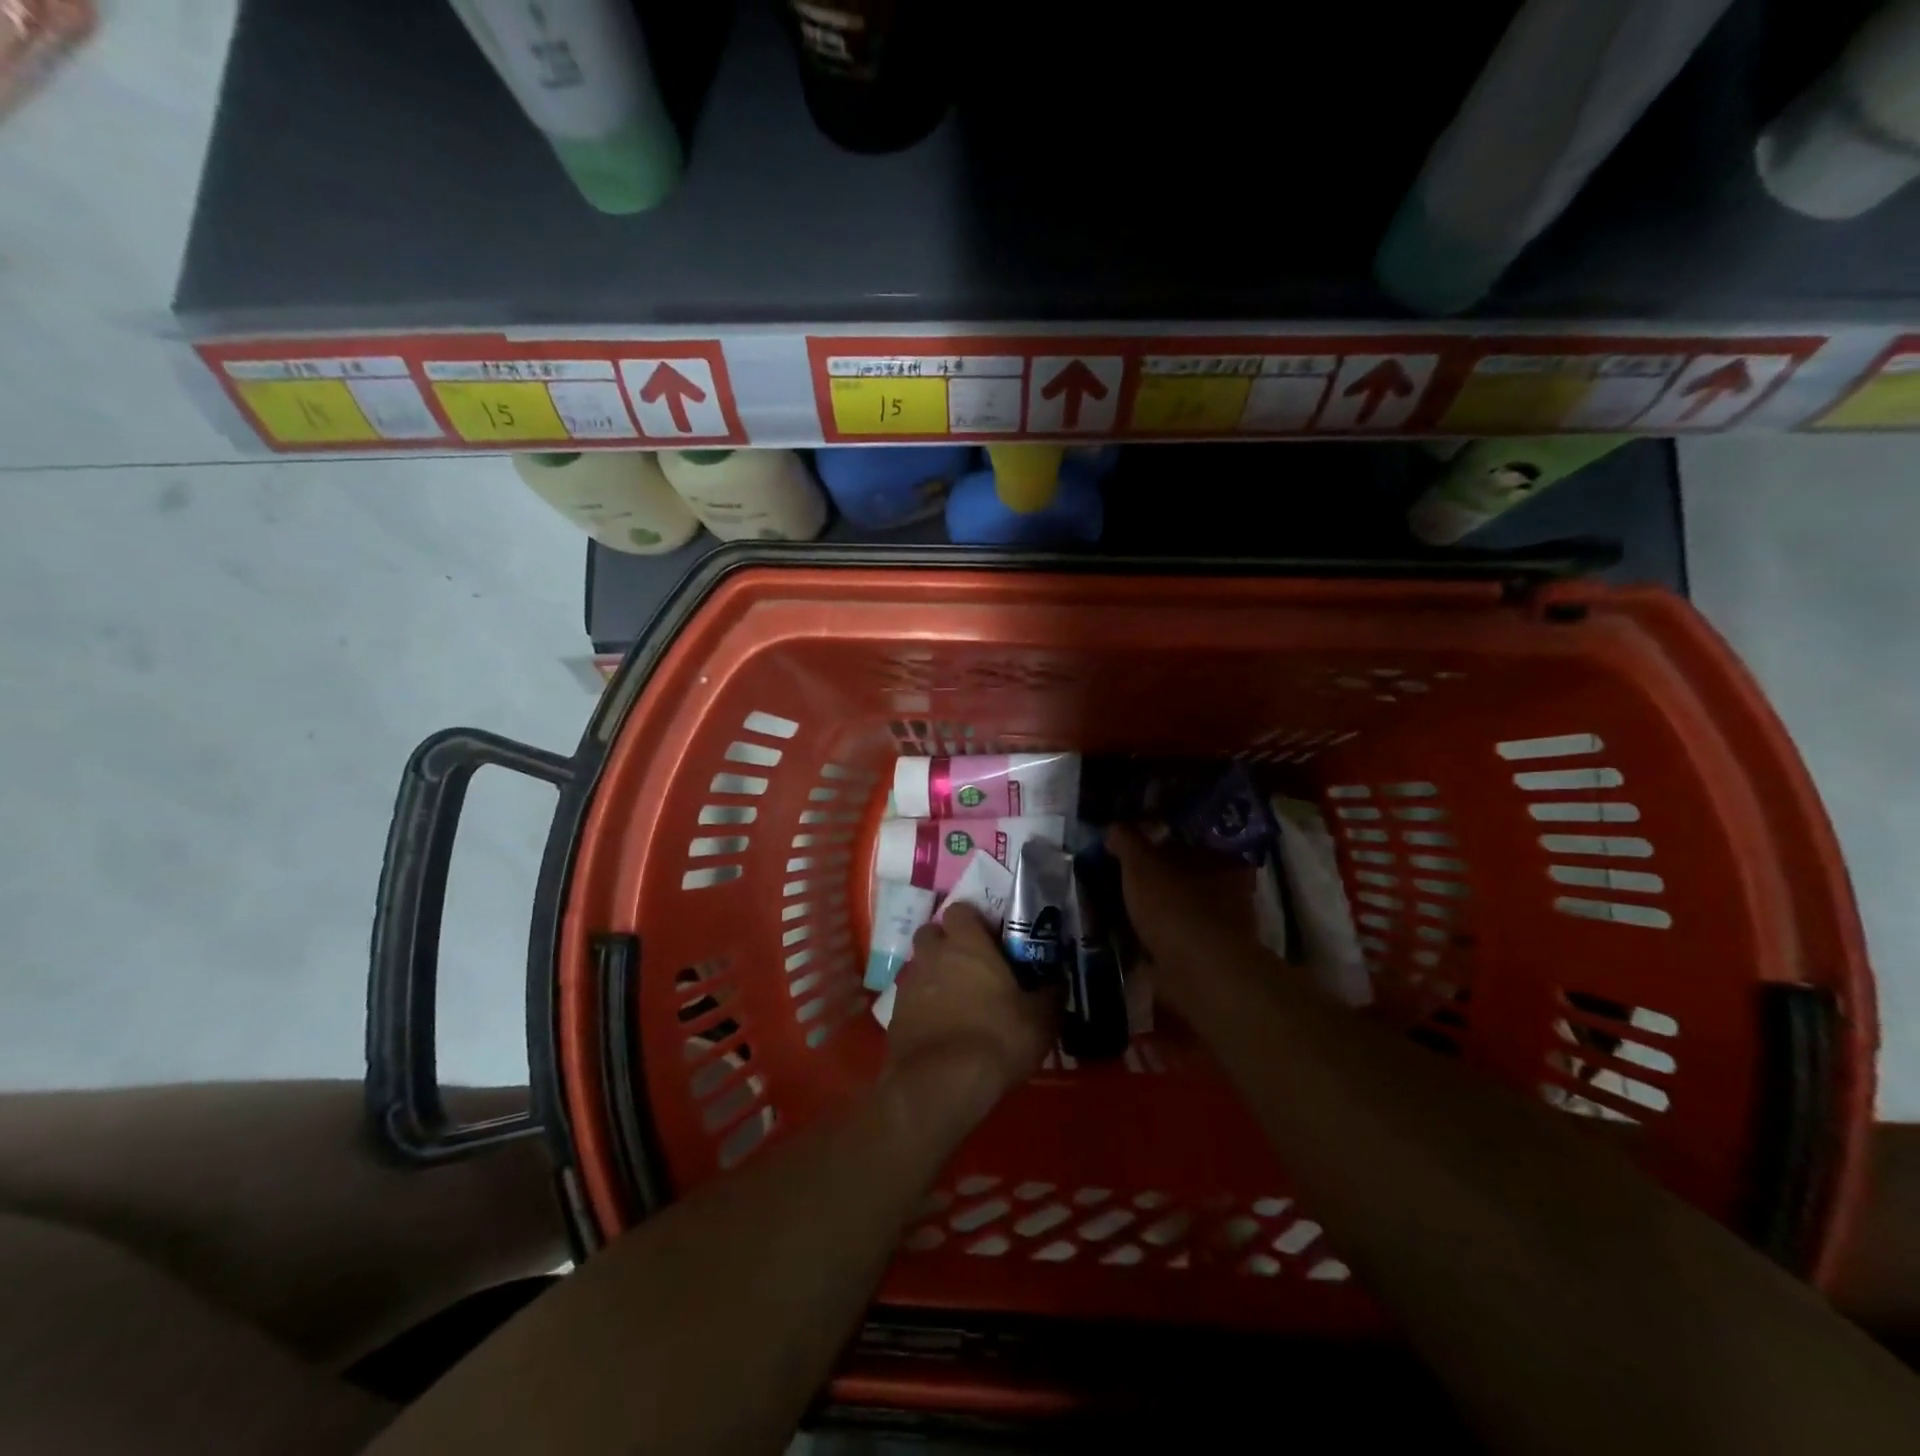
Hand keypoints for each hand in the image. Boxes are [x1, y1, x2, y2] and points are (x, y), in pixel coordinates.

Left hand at [887, 903, 1057, 1101]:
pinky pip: (909, 998)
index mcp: (966, 943)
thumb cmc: (996, 1039)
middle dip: (946, 944)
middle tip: (969, 967)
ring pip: (919, 965)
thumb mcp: (1041, 1019)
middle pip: (932, 933)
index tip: (989, 940)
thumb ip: (1049, 993)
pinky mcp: (894, 1014)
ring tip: (955, 1000)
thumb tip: (1056, 981)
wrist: (941, 1084)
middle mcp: (932, 954)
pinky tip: (939, 1027)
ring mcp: (909, 983)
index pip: (960, 910)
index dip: (973, 922)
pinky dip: (922, 1006)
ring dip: (933, 975)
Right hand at [1106, 826, 1265, 1012]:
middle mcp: (1231, 891)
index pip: (1191, 840)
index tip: (1135, 846)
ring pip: (1183, 908)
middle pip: (1187, 875)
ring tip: (1125, 910)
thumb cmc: (1174, 906)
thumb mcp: (1141, 863)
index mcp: (1222, 860)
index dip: (1161, 840)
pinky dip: (1160, 939)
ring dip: (1160, 910)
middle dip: (1160, 877)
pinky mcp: (1209, 958)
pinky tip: (1135, 939)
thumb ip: (1127, 841)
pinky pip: (1178, 939)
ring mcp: (1223, 928)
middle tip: (1125, 878)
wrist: (1199, 973)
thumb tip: (1113, 827)